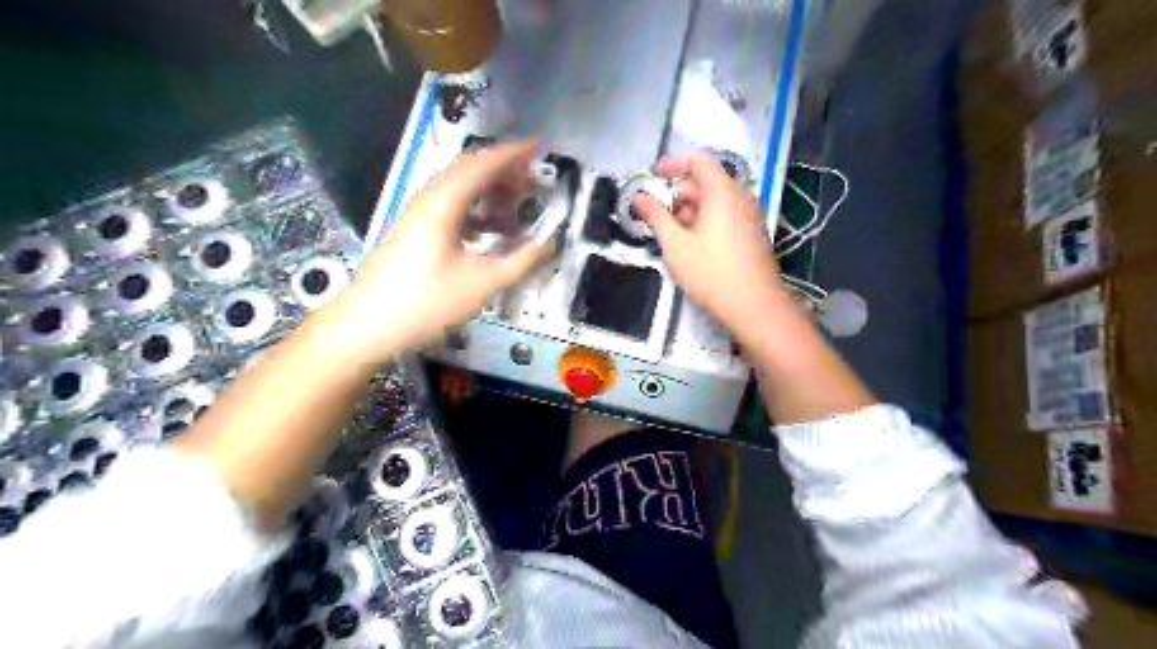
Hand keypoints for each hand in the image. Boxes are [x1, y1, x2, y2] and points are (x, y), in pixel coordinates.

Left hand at [334, 139, 550, 359]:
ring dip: (489, 191)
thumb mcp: (482, 283)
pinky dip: (476, 210)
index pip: (482, 164)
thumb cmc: (426, 301)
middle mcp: (429, 199)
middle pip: (468, 169)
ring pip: (458, 188)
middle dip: (503, 169)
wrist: (367, 323)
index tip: (539, 146)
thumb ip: (520, 261)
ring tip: (516, 206)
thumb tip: (549, 242)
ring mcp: (418, 214)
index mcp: (444, 203)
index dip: (512, 153)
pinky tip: (491, 231)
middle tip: (532, 179)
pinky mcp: (414, 230)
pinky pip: (450, 207)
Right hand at [632, 155, 797, 339]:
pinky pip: (726, 216)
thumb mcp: (675, 244)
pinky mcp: (753, 235)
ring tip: (672, 235)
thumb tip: (638, 197)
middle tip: (657, 216)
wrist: (754, 305)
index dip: (674, 164)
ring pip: (716, 202)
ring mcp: (750, 216)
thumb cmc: (711, 272)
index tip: (654, 175)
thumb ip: (656, 216)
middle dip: (678, 195)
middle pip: (706, 183)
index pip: (699, 161)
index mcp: (722, 192)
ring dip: (691, 211)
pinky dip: (706, 221)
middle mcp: (740, 197)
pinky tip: (693, 246)